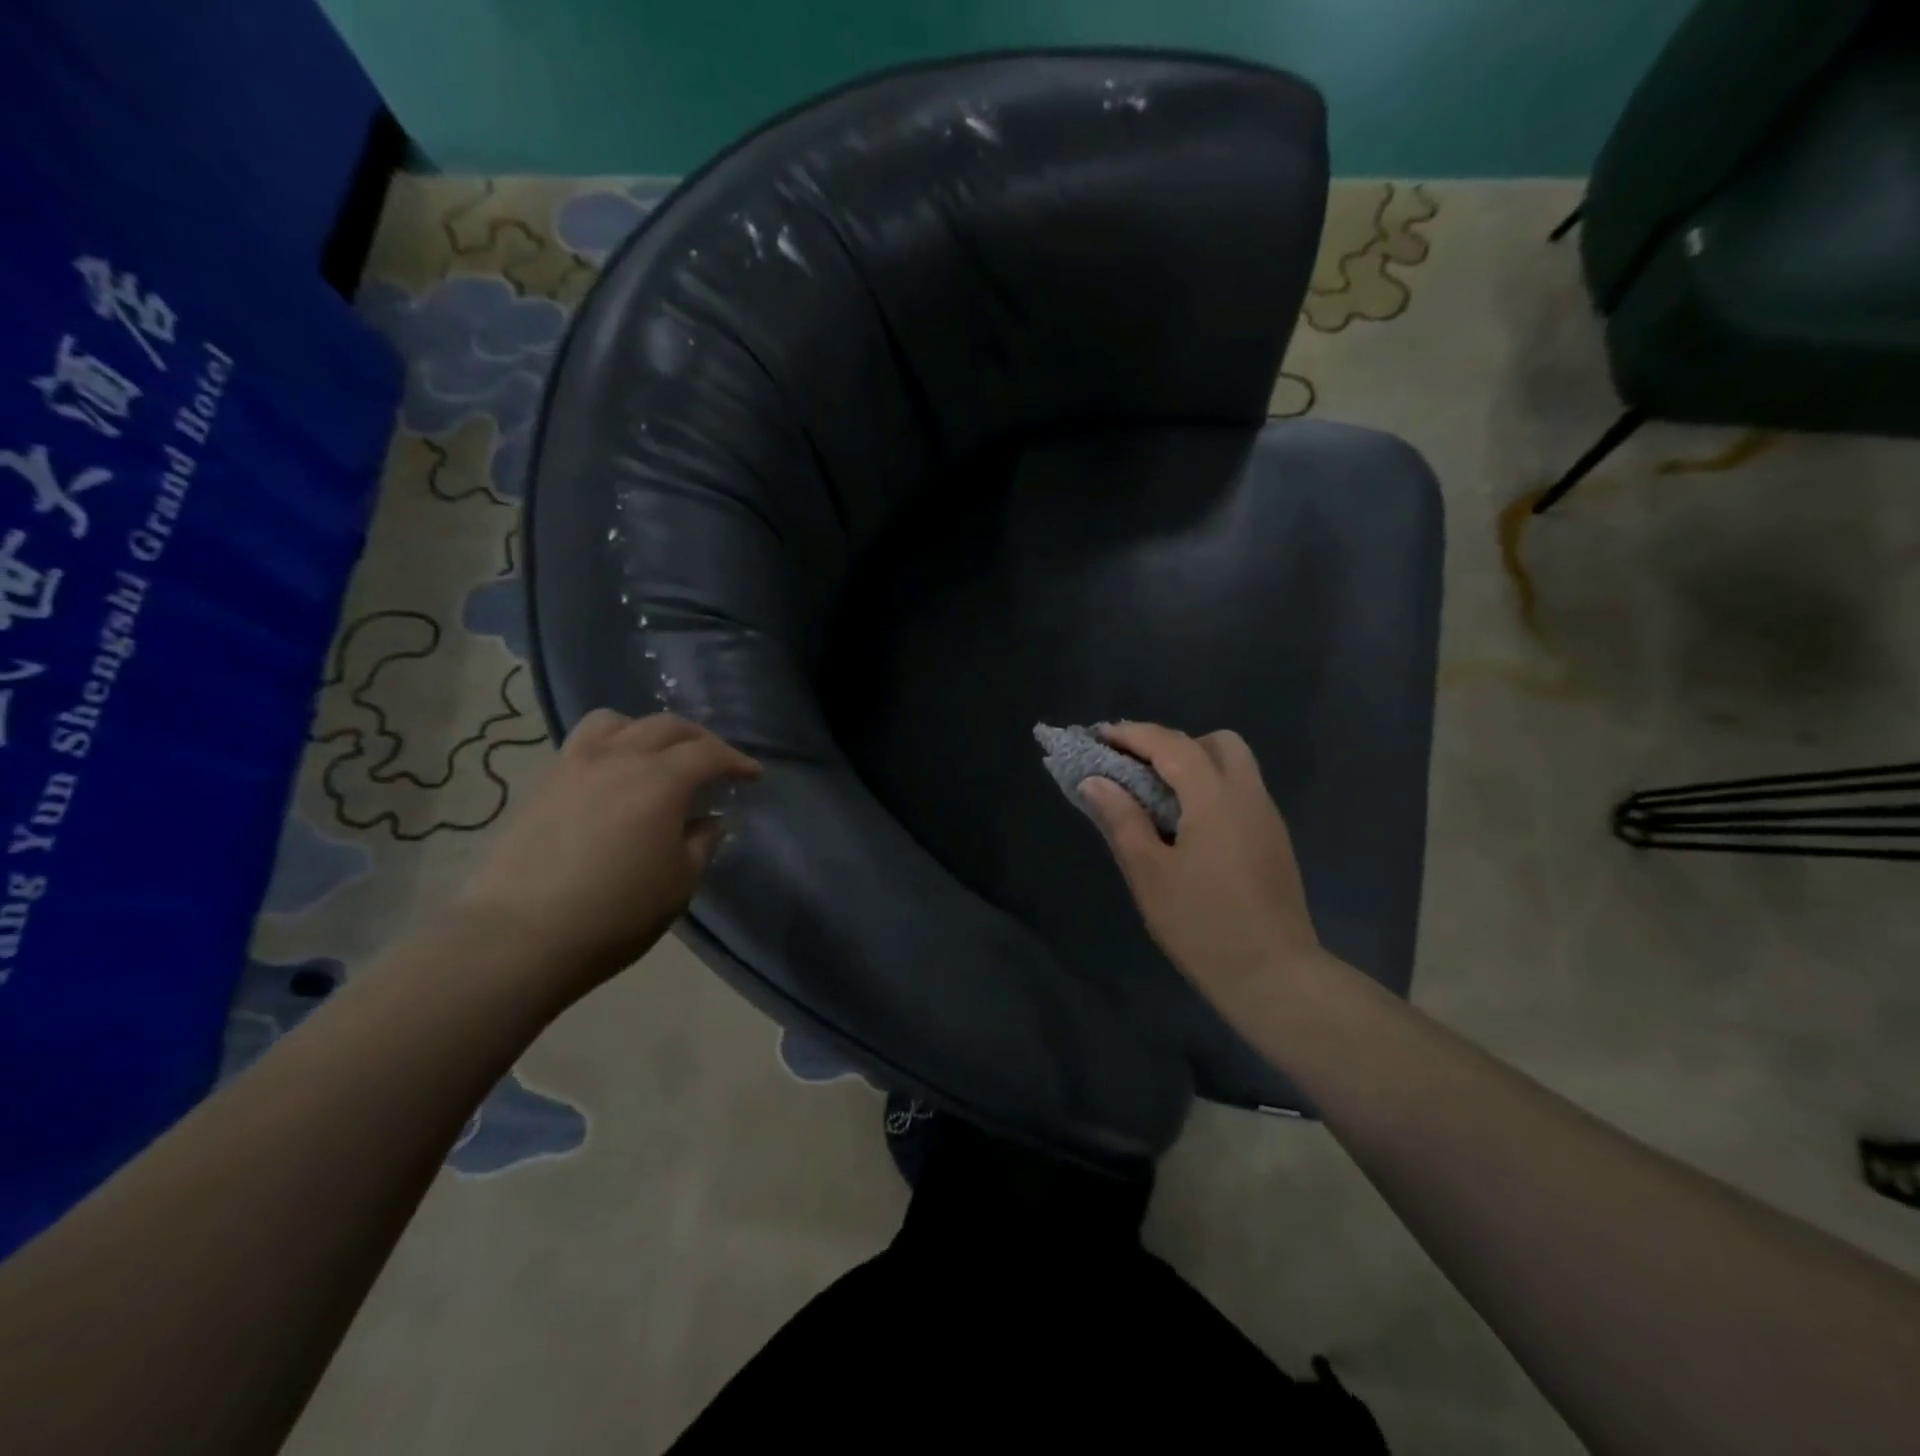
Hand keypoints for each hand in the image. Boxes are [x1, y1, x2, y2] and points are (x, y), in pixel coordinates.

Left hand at [451, 710, 760, 1002]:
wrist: (518, 938)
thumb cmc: (615, 913)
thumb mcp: (679, 883)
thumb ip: (703, 842)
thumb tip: (709, 820)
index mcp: (660, 780)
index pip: (709, 754)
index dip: (736, 761)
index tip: (753, 775)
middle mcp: (618, 758)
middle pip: (667, 726)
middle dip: (699, 739)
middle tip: (714, 762)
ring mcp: (573, 765)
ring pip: (616, 722)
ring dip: (648, 731)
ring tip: (657, 756)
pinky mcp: (542, 783)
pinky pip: (584, 743)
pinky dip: (612, 745)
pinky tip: (615, 777)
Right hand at [1079, 722, 1322, 1015]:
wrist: (1274, 976)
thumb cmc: (1202, 924)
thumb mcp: (1149, 873)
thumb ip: (1121, 819)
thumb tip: (1095, 781)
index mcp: (1216, 798)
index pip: (1172, 745)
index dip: (1133, 735)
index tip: (1099, 735)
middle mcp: (1249, 795)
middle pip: (1216, 743)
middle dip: (1173, 743)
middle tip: (1138, 768)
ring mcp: (1267, 818)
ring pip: (1234, 766)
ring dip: (1194, 764)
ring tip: (1157, 796)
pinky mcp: (1274, 841)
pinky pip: (1240, 792)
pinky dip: (1210, 788)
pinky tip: (1186, 825)